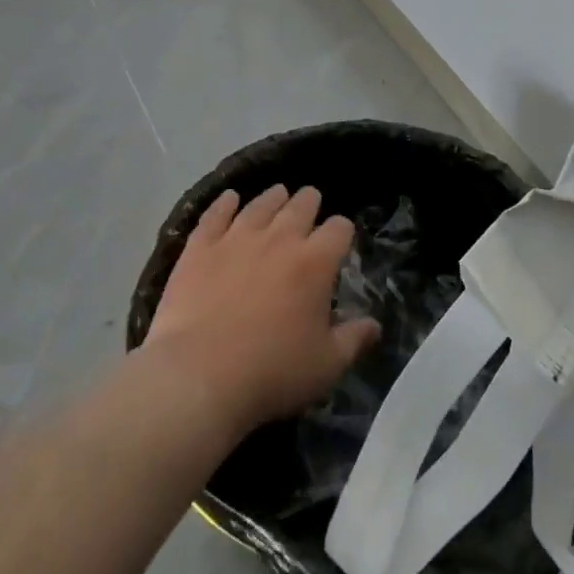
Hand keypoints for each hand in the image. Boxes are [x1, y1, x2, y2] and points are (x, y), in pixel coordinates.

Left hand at [144, 185, 380, 434]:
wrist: (198, 377)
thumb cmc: (271, 373)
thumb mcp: (326, 365)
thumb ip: (354, 340)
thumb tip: (375, 325)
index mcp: (316, 262)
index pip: (339, 228)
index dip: (342, 232)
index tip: (339, 241)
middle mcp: (280, 238)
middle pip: (301, 205)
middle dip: (310, 203)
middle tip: (310, 205)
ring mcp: (238, 238)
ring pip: (262, 204)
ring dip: (274, 198)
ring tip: (278, 195)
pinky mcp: (201, 248)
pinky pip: (215, 215)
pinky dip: (224, 204)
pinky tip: (229, 198)